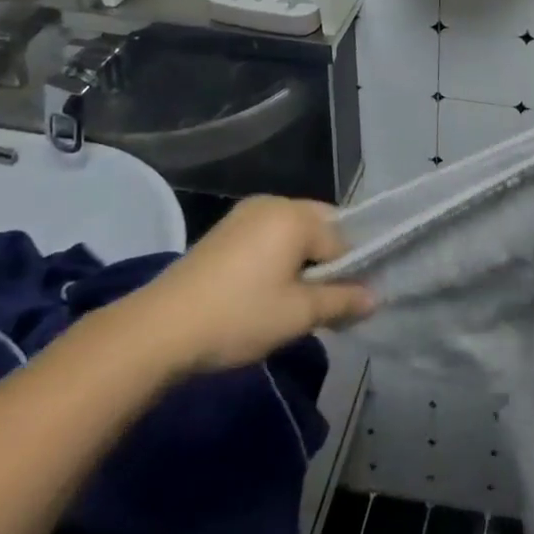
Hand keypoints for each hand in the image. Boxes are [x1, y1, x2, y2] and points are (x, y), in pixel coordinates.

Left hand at [118, 196, 373, 375]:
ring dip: (301, 261)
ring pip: (293, 232)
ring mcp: (246, 213)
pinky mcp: (225, 230)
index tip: (345, 306)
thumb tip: (375, 297)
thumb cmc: (238, 316)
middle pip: (320, 228)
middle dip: (327, 262)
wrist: (158, 330)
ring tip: (292, 301)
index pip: (343, 241)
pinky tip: (265, 291)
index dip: (349, 274)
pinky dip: (277, 258)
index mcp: (297, 215)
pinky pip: (268, 236)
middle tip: (319, 303)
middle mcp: (275, 203)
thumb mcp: (297, 315)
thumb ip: (342, 300)